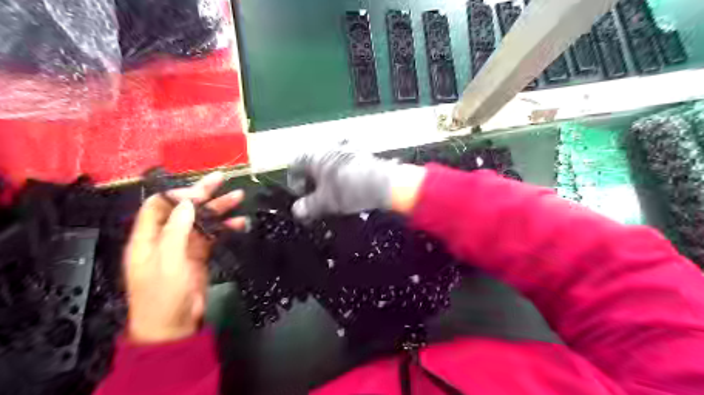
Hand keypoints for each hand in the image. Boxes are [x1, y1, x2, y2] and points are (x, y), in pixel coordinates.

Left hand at [126, 171, 244, 341]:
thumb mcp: (167, 262)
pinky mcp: (199, 255)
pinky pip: (213, 236)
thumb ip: (176, 230)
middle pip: (183, 209)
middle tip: (222, 179)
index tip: (200, 192)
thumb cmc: (163, 295)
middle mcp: (165, 237)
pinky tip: (240, 223)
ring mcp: (184, 246)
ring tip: (238, 197)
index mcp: (147, 238)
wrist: (175, 326)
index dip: (178, 195)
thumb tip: (187, 202)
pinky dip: (226, 228)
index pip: (158, 205)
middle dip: (202, 193)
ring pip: (202, 220)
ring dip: (219, 209)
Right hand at [287, 150, 428, 219]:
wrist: (383, 183)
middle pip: (312, 161)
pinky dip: (344, 172)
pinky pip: (346, 161)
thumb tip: (298, 210)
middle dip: (312, 179)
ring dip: (329, 174)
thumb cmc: (348, 190)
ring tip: (334, 191)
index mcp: (313, 154)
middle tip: (317, 195)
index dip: (294, 182)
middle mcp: (328, 145)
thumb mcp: (324, 203)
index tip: (302, 197)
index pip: (294, 164)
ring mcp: (348, 146)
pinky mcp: (363, 152)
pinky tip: (351, 185)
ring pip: (330, 160)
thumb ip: (307, 206)